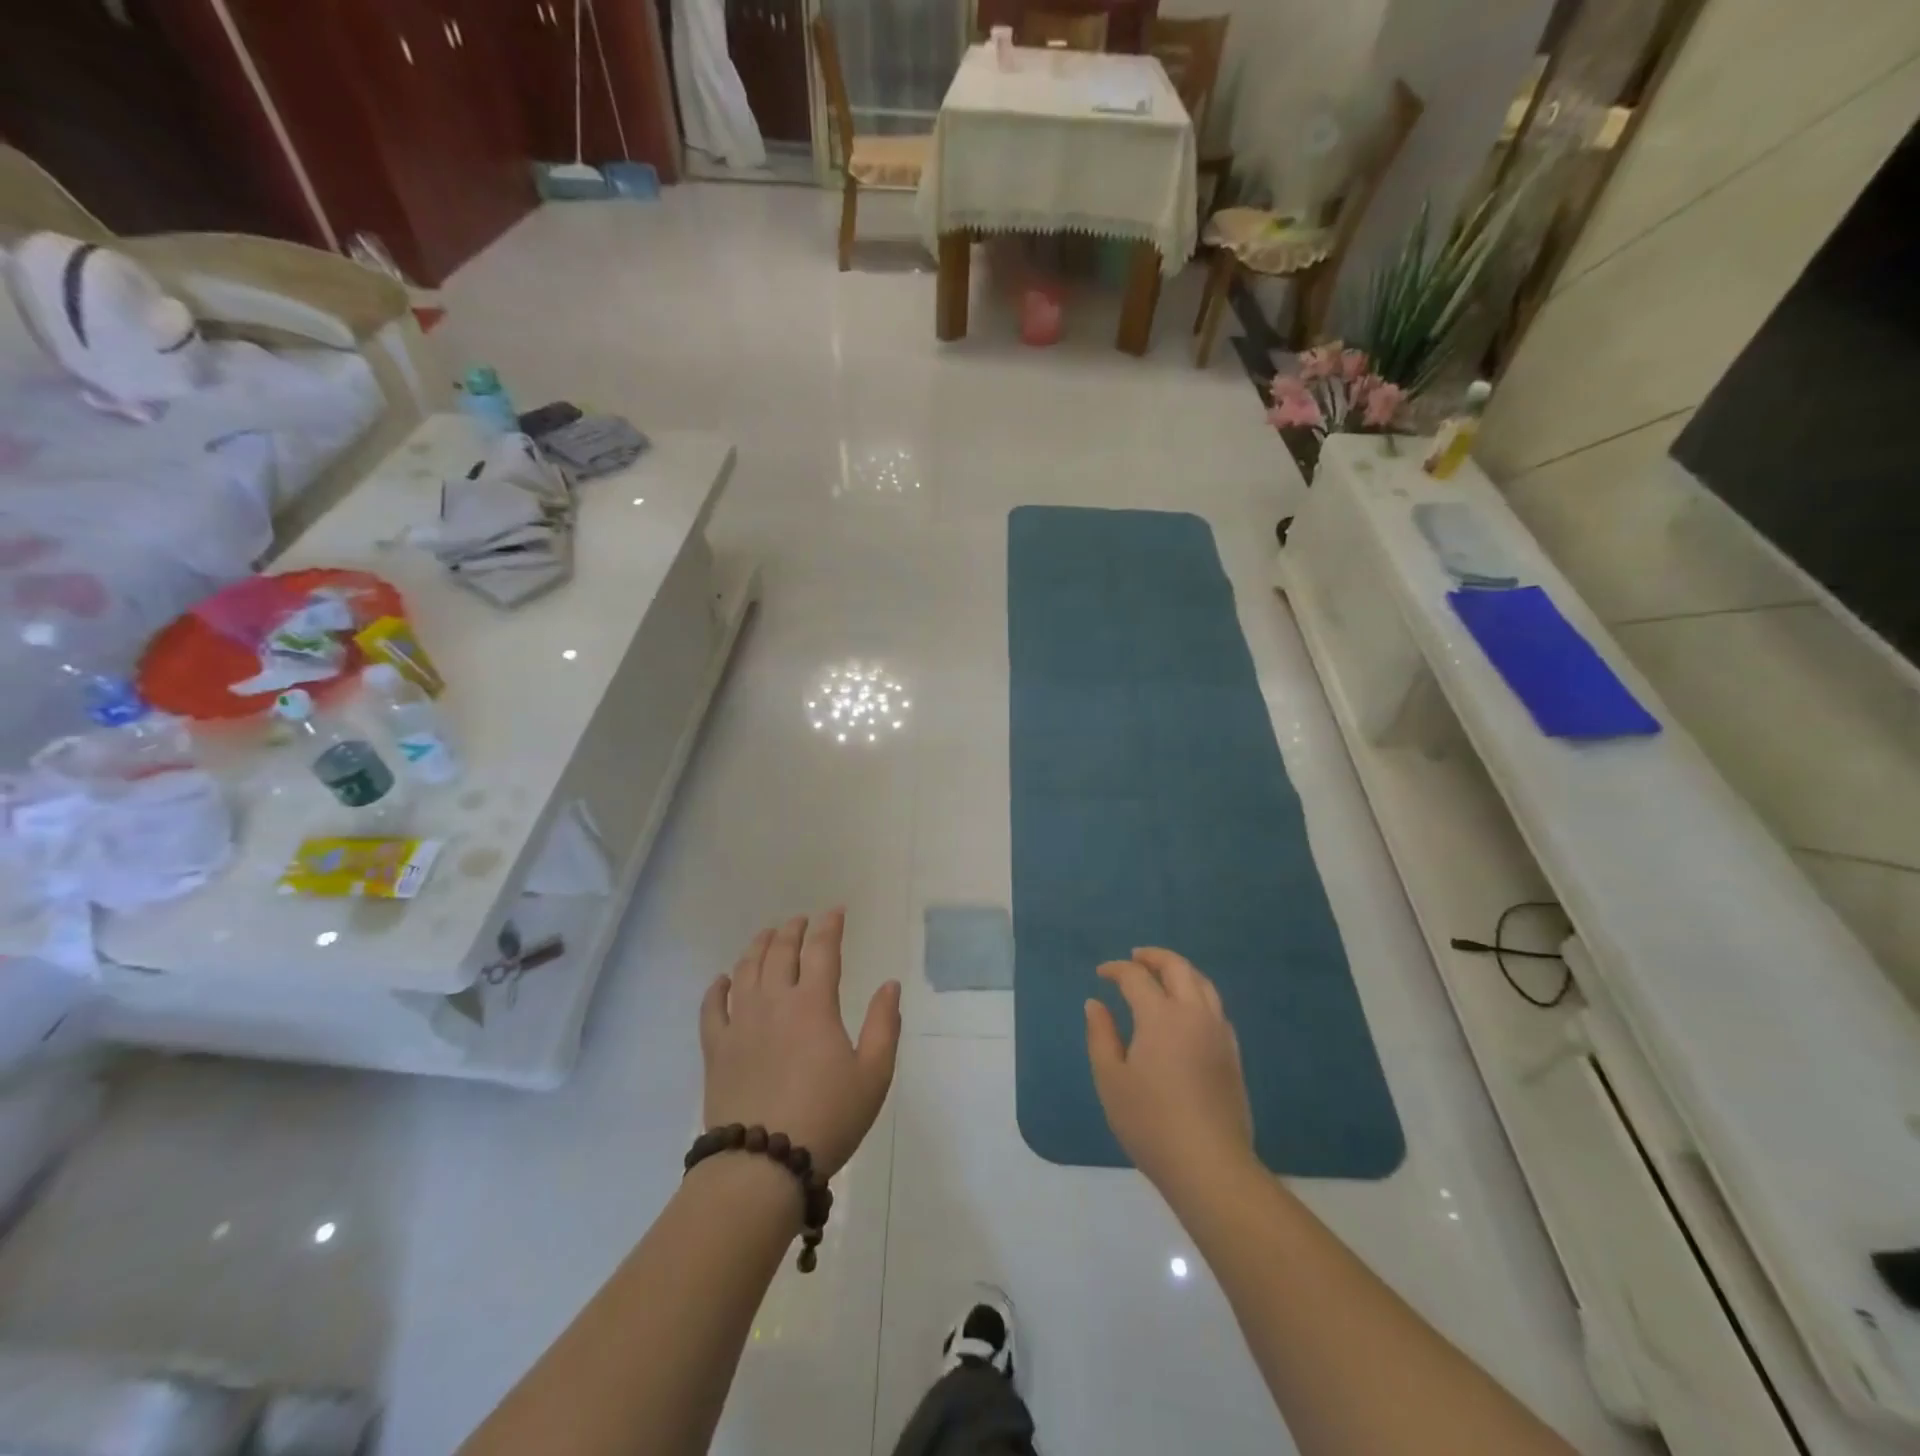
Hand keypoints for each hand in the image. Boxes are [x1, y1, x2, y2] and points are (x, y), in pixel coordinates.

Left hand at [699, 910, 901, 1179]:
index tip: (836, 911)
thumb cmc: (828, 1118)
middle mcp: (774, 1002)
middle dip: (793, 930)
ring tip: (767, 935)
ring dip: (758, 946)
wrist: (762, 1165)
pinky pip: (712, 1008)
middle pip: (781, 951)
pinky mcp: (716, 1049)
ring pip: (746, 970)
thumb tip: (889, 984)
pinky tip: (723, 979)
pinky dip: (717, 987)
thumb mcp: (874, 1074)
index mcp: (814, 1004)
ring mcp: (740, 1023)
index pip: (823, 950)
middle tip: (802, 920)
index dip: (830, 926)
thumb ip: (885, 1024)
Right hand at [1086, 948, 1254, 1199]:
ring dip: (1180, 971)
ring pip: (1203, 983)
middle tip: (1135, 958)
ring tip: (1162, 975)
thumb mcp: (1111, 1079)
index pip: (1137, 977)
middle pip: (1178, 968)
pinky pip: (1215, 1007)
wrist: (1209, 1165)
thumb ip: (1101, 1035)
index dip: (1117, 970)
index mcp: (1161, 1016)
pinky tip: (1186, 1011)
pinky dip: (1197, 994)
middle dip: (1154, 957)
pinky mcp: (1233, 1054)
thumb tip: (1095, 1004)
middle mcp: (1194, 1014)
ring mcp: (1219, 1033)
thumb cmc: (1150, 1122)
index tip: (1101, 974)